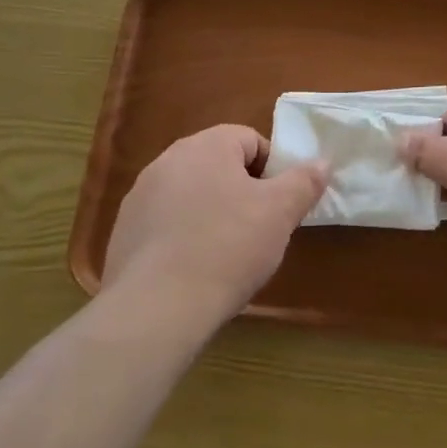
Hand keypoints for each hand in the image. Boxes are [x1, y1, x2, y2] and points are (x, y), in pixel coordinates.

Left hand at [102, 125, 327, 322]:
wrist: (157, 308)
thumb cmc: (228, 248)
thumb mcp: (280, 213)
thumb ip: (304, 181)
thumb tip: (322, 161)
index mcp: (205, 146)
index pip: (249, 139)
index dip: (272, 169)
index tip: (279, 204)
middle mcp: (167, 160)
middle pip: (218, 165)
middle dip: (242, 191)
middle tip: (259, 228)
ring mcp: (140, 196)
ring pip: (191, 194)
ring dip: (212, 212)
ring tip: (226, 252)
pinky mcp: (124, 231)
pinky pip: (166, 222)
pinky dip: (184, 236)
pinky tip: (194, 268)